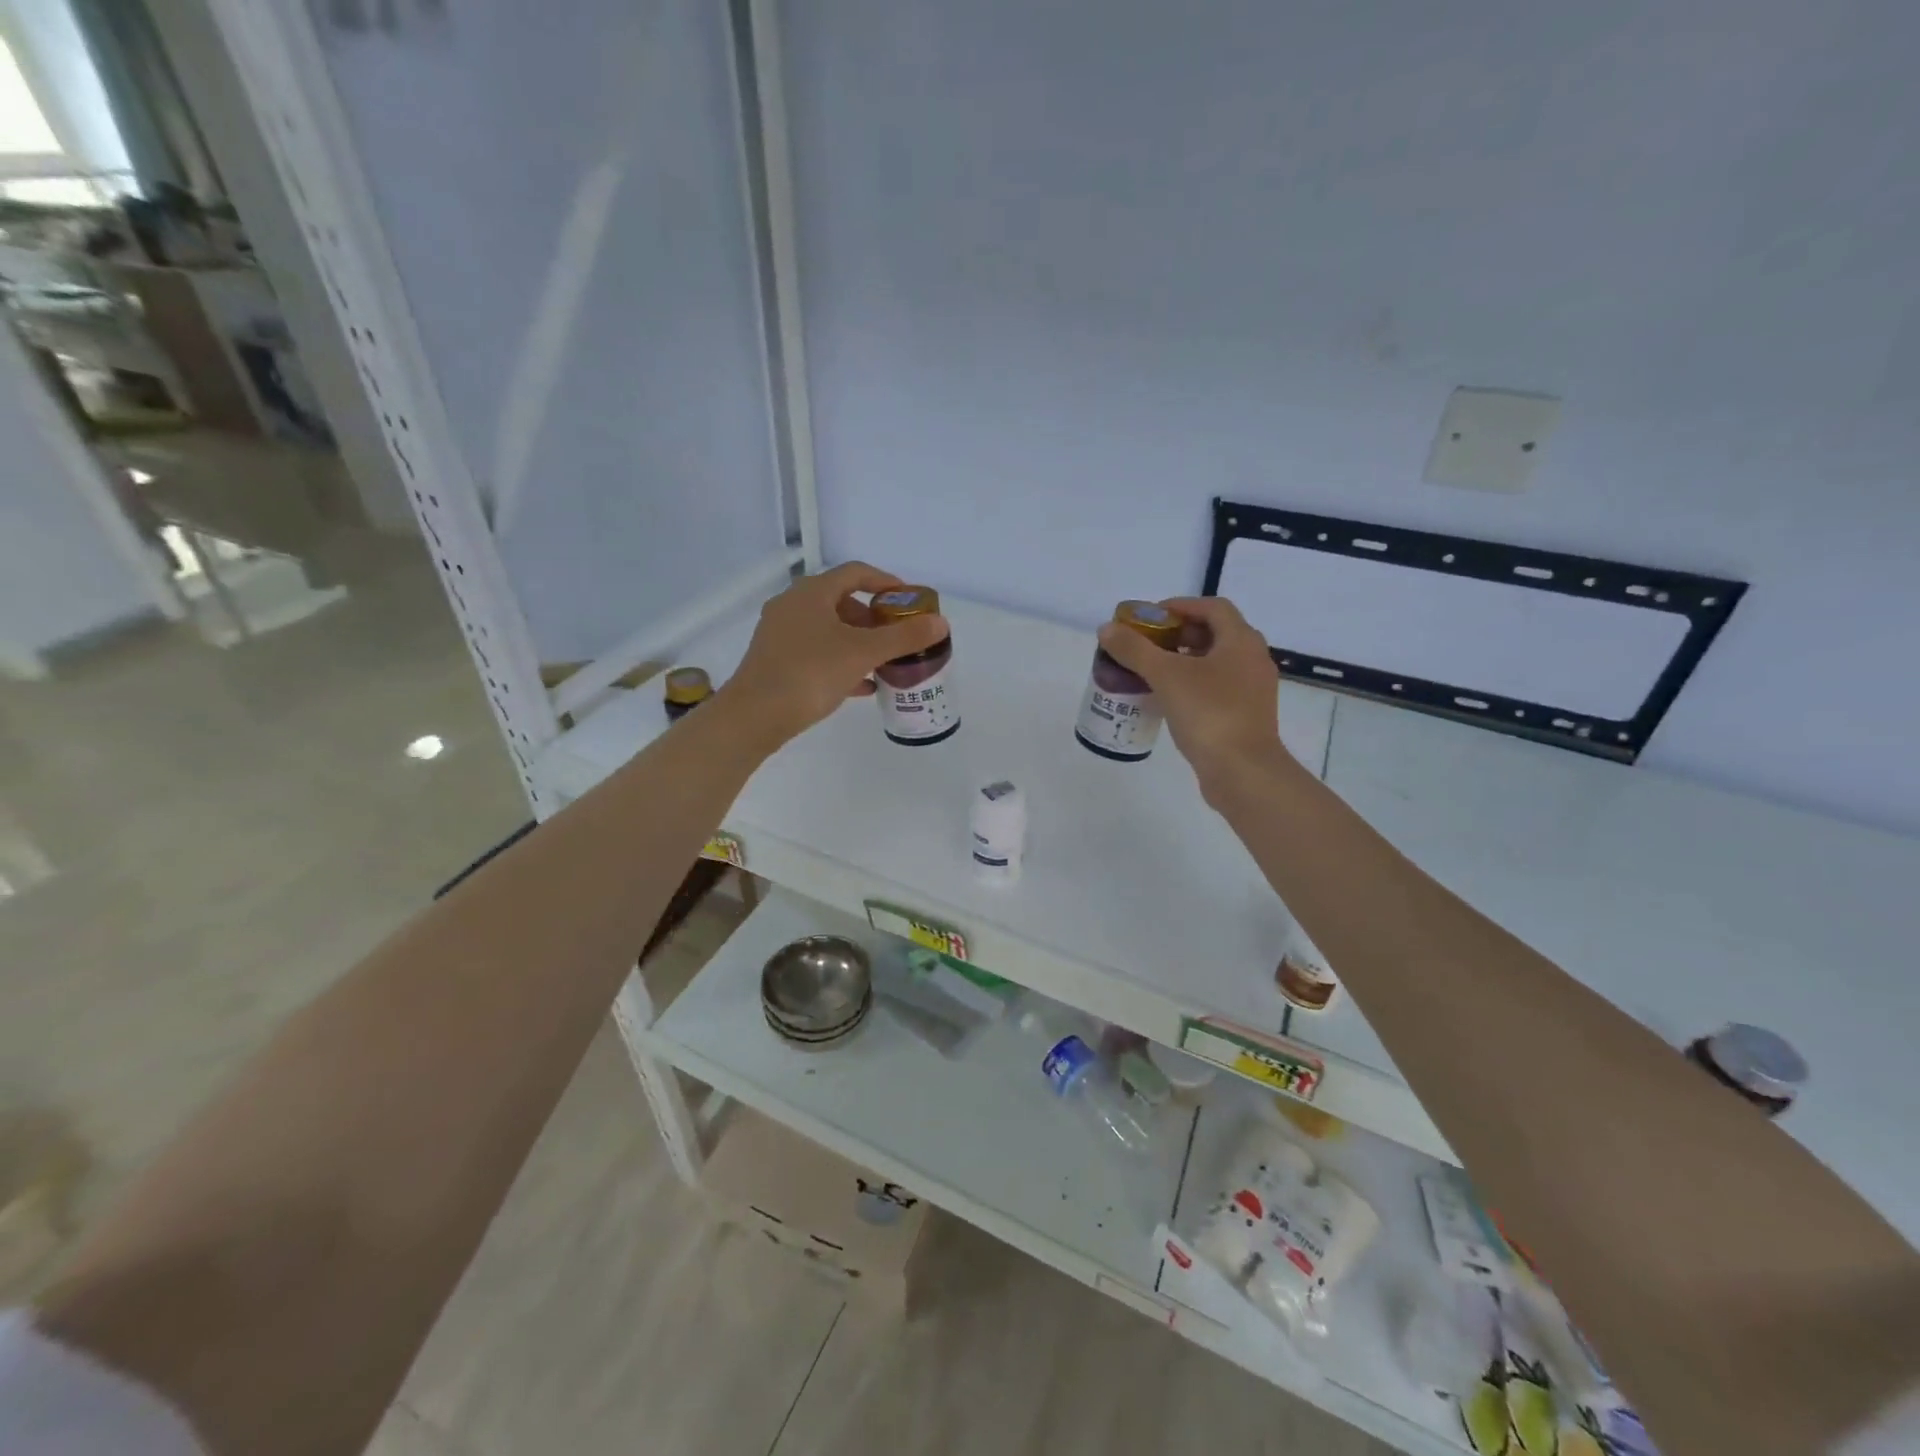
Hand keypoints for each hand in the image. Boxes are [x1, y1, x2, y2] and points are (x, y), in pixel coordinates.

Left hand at [721, 562, 949, 745]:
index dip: (885, 582)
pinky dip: (841, 661)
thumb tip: (941, 623)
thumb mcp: (863, 654)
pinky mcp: (775, 660)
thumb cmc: (810, 673)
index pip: (855, 573)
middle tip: (896, 636)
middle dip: (873, 618)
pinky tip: (862, 686)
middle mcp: (792, 605)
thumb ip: (903, 638)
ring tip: (883, 662)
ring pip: (829, 629)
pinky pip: (816, 652)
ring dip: (858, 642)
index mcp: (811, 592)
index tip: (908, 601)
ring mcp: (780, 633)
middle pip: (841, 601)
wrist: (754, 716)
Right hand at [1096, 596, 1293, 799]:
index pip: (1212, 607)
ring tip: (1153, 670)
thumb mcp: (1166, 676)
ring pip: (1217, 662)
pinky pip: (1218, 687)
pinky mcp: (1246, 714)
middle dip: (1179, 634)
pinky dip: (1193, 683)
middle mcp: (1253, 659)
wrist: (1243, 771)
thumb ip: (1135, 650)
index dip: (1180, 606)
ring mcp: (1253, 689)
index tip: (1150, 617)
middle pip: (1215, 633)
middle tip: (1147, 644)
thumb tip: (1107, 629)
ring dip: (1185, 660)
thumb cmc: (1208, 714)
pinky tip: (1169, 698)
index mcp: (1241, 641)